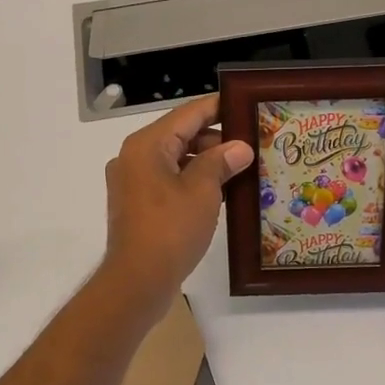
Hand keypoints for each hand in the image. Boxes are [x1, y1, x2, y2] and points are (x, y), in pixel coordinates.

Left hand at [102, 94, 253, 303]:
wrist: (137, 281)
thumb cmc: (170, 229)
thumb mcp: (203, 191)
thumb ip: (221, 162)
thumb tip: (240, 147)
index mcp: (147, 145)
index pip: (188, 114)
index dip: (218, 107)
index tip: (244, 104)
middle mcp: (134, 157)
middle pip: (180, 136)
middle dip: (216, 140)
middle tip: (252, 144)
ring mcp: (133, 182)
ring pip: (176, 160)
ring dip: (207, 163)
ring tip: (243, 170)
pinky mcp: (137, 205)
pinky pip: (169, 181)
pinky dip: (192, 182)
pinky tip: (222, 193)